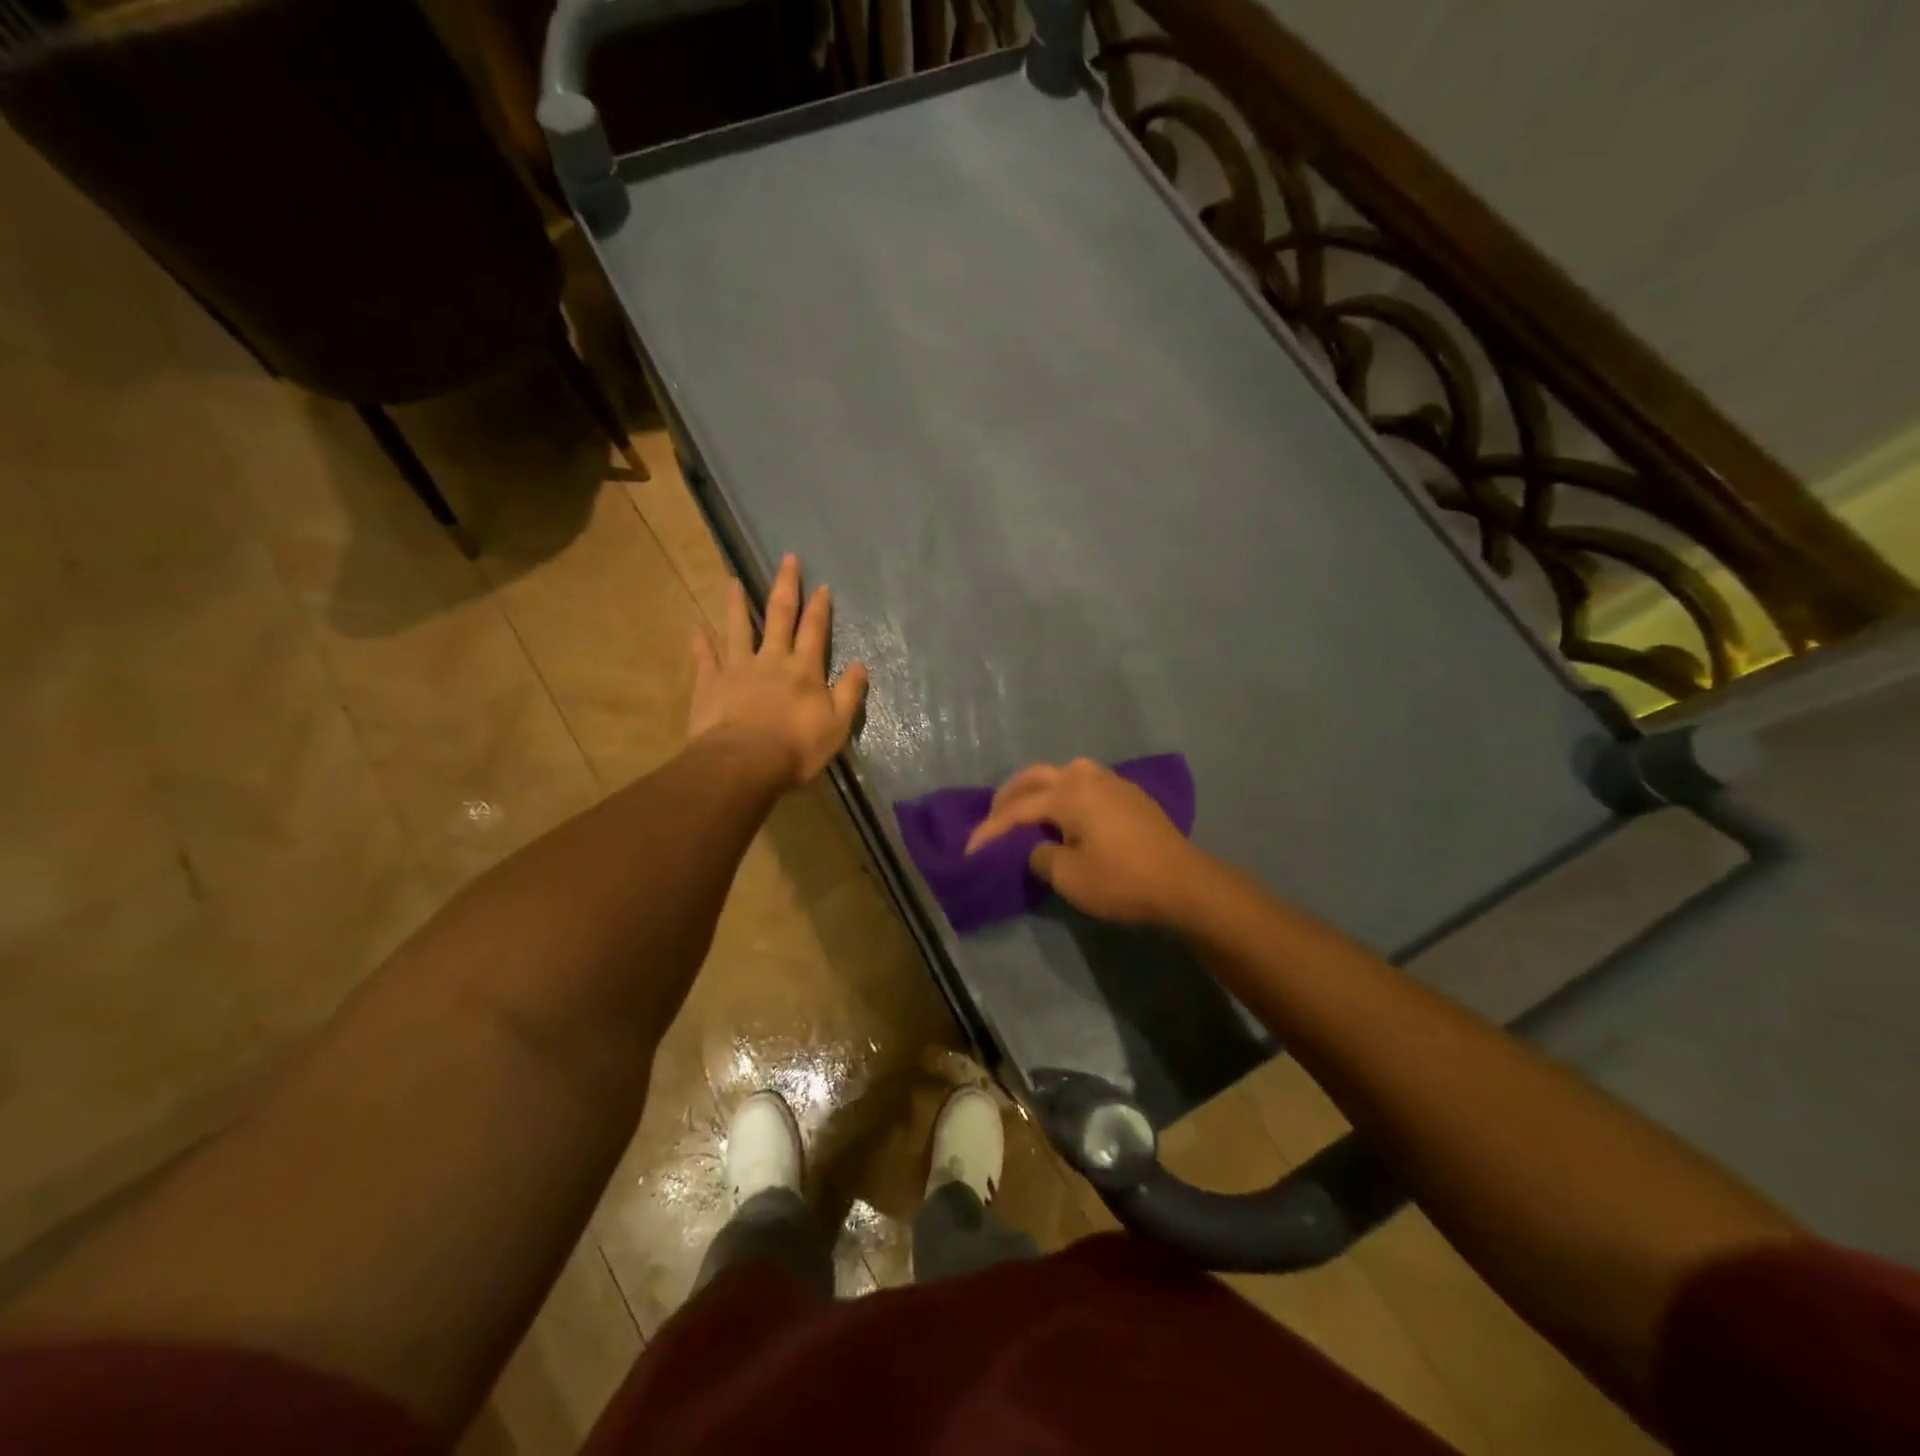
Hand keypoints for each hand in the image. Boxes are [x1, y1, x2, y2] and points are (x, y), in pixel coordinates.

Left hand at [688, 554, 869, 787]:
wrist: (744, 763)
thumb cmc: (796, 748)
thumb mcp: (837, 725)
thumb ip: (849, 693)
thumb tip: (860, 665)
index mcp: (804, 670)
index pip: (815, 631)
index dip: (820, 608)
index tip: (822, 585)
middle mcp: (771, 660)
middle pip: (779, 616)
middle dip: (786, 586)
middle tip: (788, 559)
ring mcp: (737, 668)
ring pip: (738, 628)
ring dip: (737, 604)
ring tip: (734, 581)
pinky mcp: (710, 683)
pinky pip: (705, 658)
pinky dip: (701, 642)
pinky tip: (696, 628)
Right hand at [964, 758, 1209, 924]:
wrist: (1185, 883)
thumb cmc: (1123, 880)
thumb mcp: (1070, 877)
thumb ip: (1040, 857)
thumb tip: (1036, 847)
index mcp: (1068, 793)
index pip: (1017, 809)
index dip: (990, 830)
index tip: (970, 851)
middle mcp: (1086, 776)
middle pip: (1034, 777)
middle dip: (1008, 798)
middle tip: (992, 820)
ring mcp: (1111, 781)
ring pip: (1060, 774)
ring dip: (1036, 790)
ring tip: (1023, 813)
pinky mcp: (1128, 793)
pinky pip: (1081, 783)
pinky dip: (1061, 793)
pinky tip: (1061, 813)